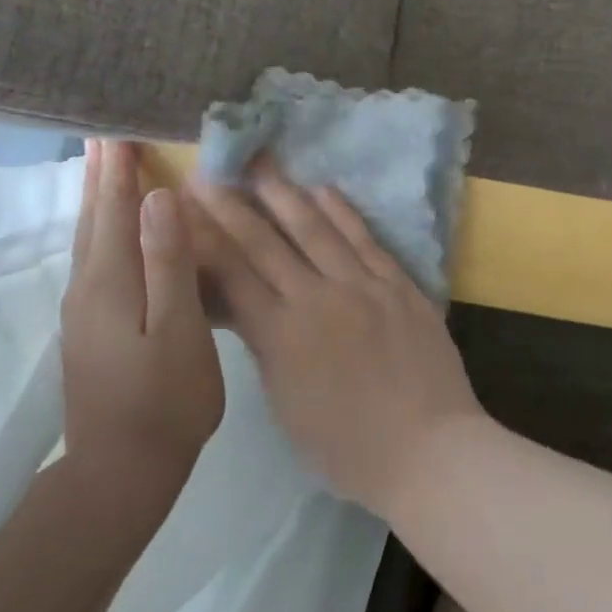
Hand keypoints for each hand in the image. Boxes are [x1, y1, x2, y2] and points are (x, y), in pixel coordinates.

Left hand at [60, 141, 223, 521]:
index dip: (118, 170)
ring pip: (88, 241)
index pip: (114, 210)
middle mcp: (88, 288)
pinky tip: (110, 235)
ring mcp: (84, 312)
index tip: (118, 129)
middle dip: (100, 177)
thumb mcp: (179, 329)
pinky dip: (101, 232)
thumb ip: (168, 262)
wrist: (122, 472)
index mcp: (111, 282)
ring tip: (104, 172)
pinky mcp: (90, 330)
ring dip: (96, 202)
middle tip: (104, 137)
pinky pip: (94, 261)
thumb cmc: (166, 399)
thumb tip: (158, 198)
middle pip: (92, 220)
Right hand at [186, 163, 484, 516]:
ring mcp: (363, 286)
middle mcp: (318, 298)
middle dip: (233, 207)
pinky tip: (324, 190)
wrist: (428, 447)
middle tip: (210, 173)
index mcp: (282, 335)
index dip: (204, 240)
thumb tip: (249, 309)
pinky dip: (343, 213)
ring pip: (317, 230)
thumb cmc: (349, 448)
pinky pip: (366, 239)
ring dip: (286, 194)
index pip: (232, 275)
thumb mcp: (287, 405)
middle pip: (267, 244)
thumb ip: (267, 349)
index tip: (183, 211)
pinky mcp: (399, 284)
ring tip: (263, 164)